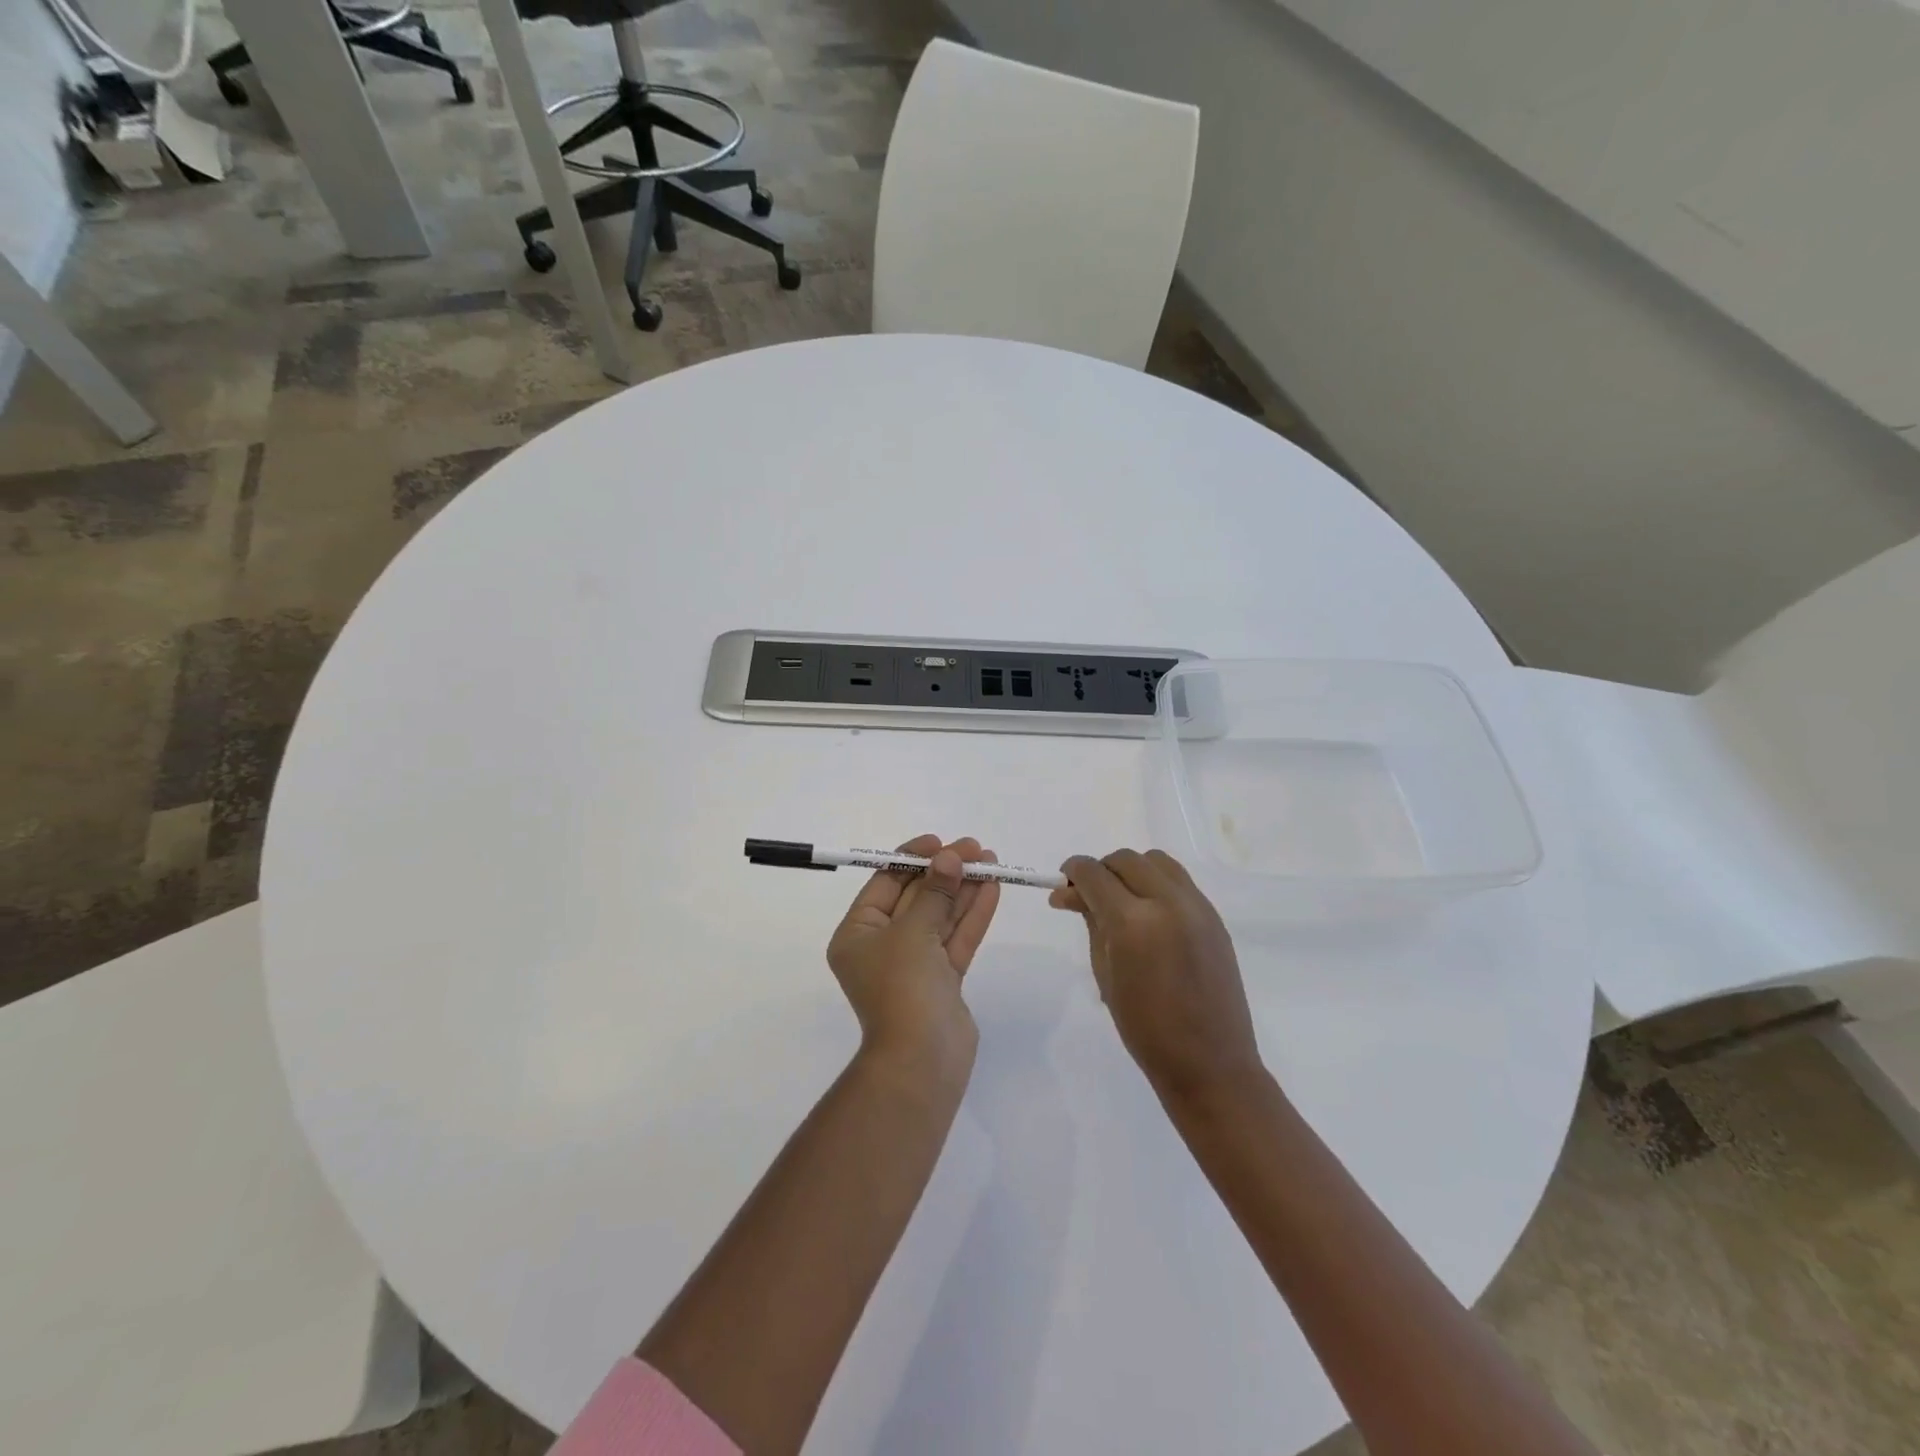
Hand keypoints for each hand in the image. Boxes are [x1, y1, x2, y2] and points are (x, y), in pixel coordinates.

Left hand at [827, 835, 1000, 1072]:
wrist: (922, 1062)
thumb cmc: (902, 988)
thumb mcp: (913, 932)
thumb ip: (935, 892)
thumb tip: (950, 857)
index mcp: (858, 934)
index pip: (885, 884)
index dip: (912, 859)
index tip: (940, 842)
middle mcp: (883, 946)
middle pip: (917, 897)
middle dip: (945, 872)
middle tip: (976, 848)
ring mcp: (914, 965)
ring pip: (941, 917)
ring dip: (964, 889)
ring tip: (991, 861)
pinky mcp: (942, 980)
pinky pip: (956, 938)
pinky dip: (973, 914)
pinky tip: (993, 888)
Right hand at [1050, 849, 1263, 1106]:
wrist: (1209, 1062)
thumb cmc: (1145, 1028)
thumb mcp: (1104, 973)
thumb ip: (1090, 923)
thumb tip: (1068, 893)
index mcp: (1133, 922)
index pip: (1094, 874)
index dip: (1073, 872)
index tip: (1062, 883)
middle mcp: (1167, 902)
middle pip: (1125, 860)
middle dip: (1101, 870)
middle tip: (1087, 896)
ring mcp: (1197, 906)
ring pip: (1156, 861)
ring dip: (1131, 870)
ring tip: (1120, 900)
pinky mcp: (1214, 916)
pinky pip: (1179, 881)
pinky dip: (1156, 884)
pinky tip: (1149, 913)